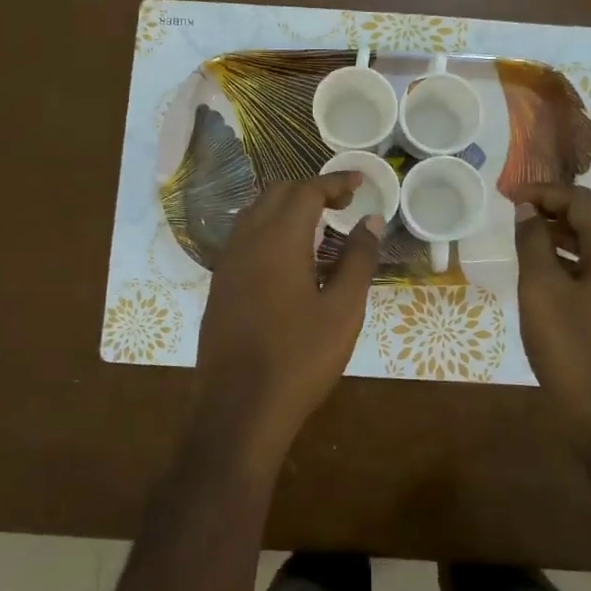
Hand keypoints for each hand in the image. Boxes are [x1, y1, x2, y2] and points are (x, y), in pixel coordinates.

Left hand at [194, 173, 383, 461]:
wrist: (239, 409)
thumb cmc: (299, 358)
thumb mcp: (343, 310)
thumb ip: (358, 259)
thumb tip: (371, 220)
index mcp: (277, 240)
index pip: (306, 191)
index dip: (334, 182)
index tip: (359, 182)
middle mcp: (246, 241)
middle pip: (277, 194)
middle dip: (310, 190)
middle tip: (343, 206)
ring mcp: (227, 264)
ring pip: (256, 214)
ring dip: (287, 208)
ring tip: (319, 227)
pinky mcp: (220, 286)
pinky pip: (245, 238)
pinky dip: (270, 230)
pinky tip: (290, 258)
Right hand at [510, 183, 590, 460]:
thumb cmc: (571, 347)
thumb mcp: (542, 289)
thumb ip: (533, 243)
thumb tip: (527, 211)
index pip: (585, 203)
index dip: (547, 193)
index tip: (511, 196)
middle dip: (557, 208)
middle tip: (518, 210)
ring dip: (564, 232)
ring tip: (526, 233)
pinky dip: (573, 257)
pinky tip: (545, 267)